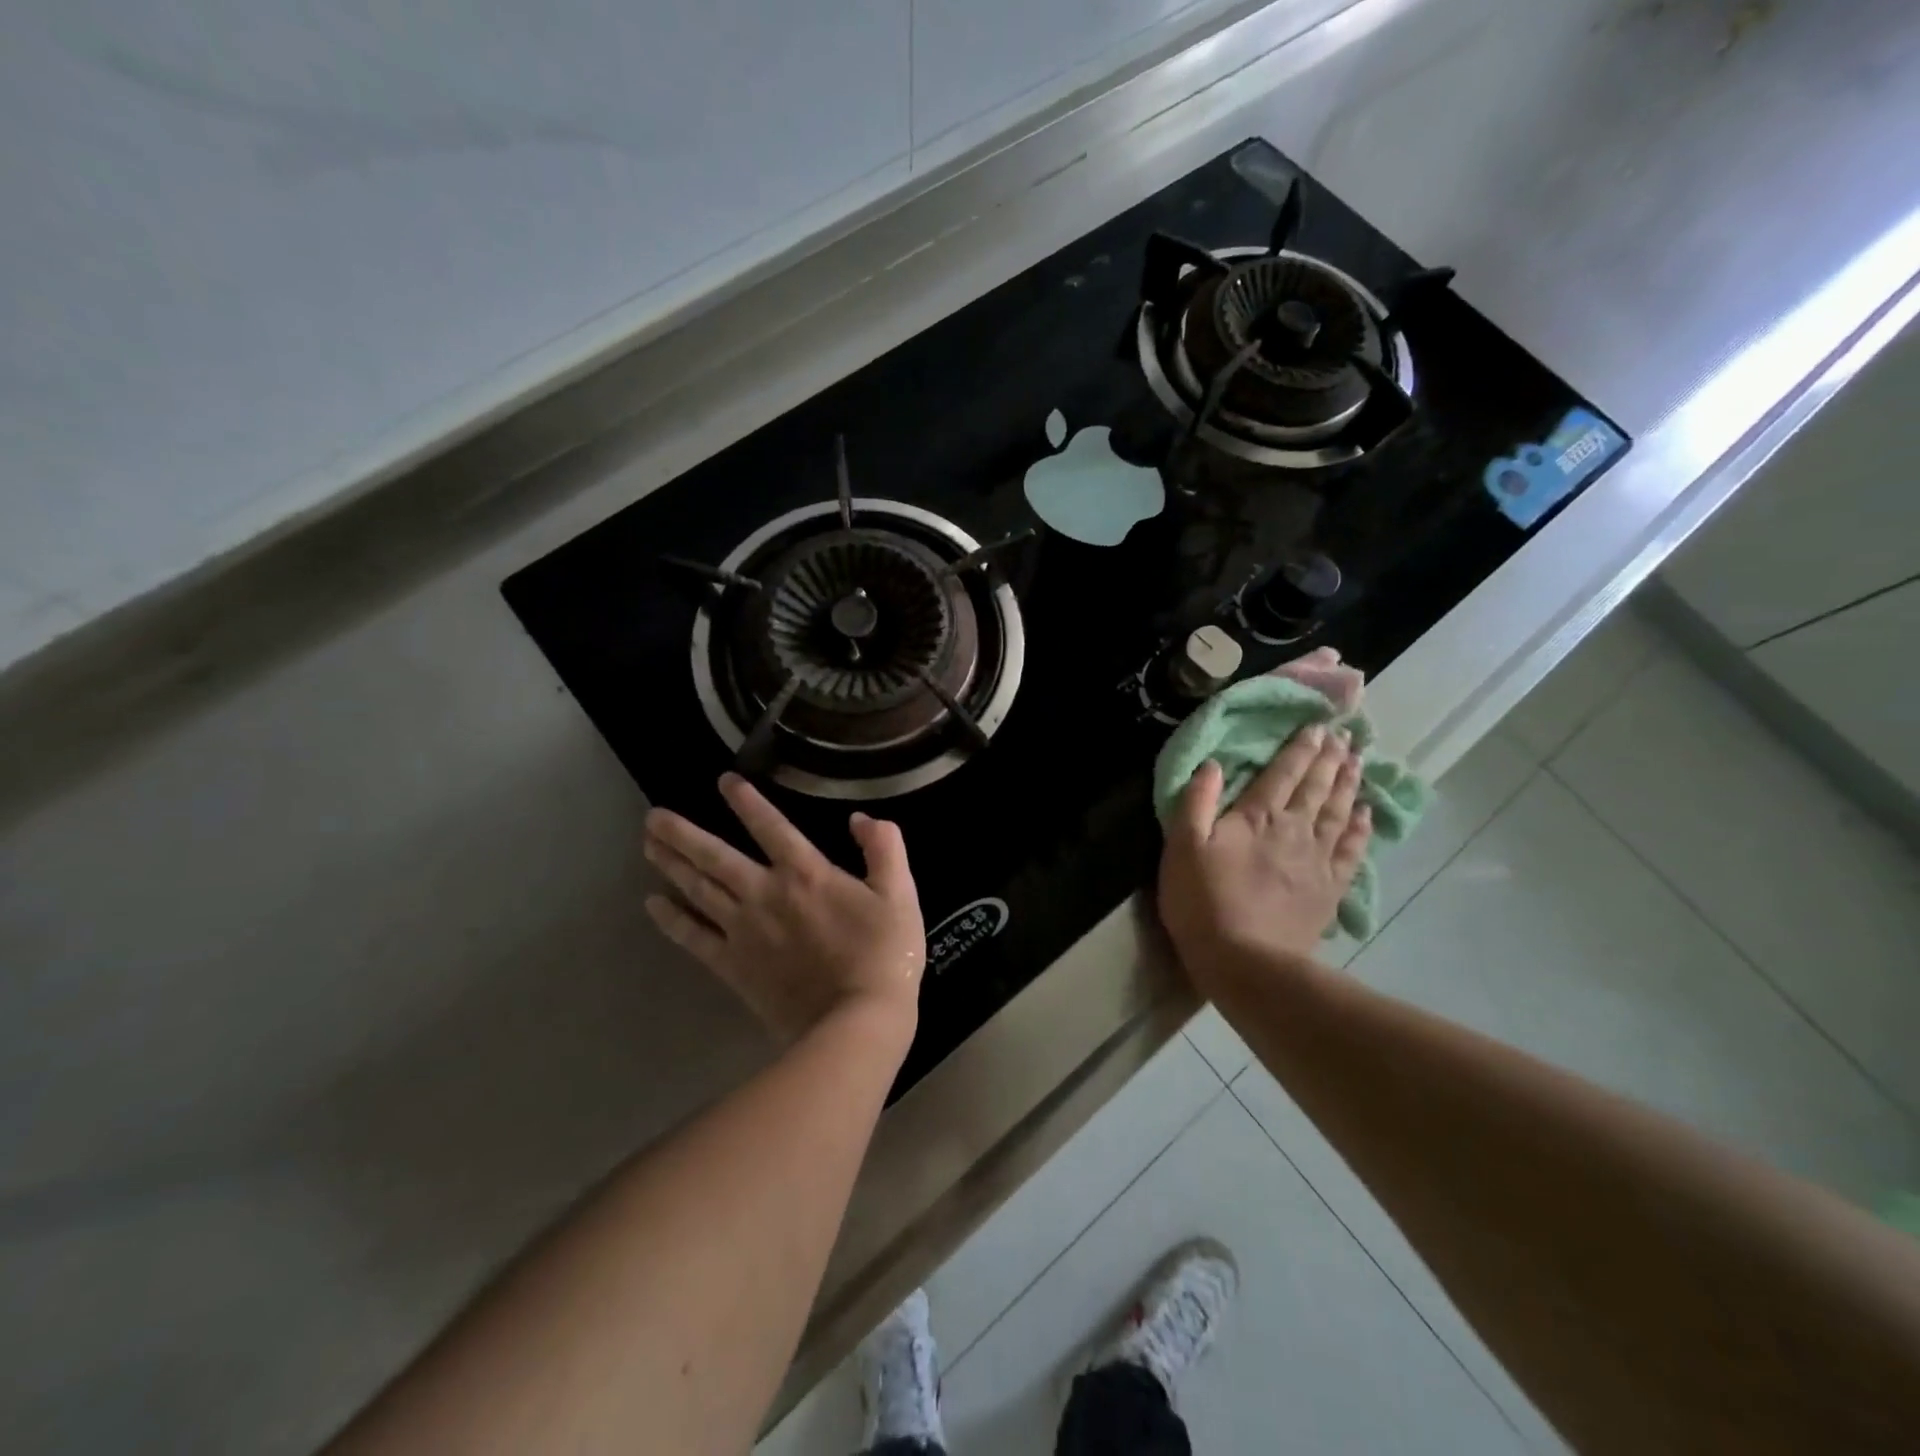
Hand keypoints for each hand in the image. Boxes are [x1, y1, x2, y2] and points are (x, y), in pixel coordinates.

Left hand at [643, 773, 924, 1046]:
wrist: (857, 1021)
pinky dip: (671, 920)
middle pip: (715, 857)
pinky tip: (652, 905)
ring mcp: (743, 931)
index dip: (747, 801)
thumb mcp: (900, 893)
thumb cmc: (883, 954)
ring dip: (671, 865)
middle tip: (652, 816)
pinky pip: (693, 938)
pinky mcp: (733, 966)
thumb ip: (885, 848)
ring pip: (698, 890)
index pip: (770, 826)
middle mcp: (765, 894)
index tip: (724, 781)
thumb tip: (861, 818)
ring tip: (648, 845)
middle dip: (683, 834)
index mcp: (805, 874)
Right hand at [1157, 725, 1371, 992]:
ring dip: (1348, 784)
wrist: (1247, 963)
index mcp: (1257, 816)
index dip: (1299, 748)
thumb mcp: (1182, 848)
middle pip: (1317, 787)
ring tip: (1358, 761)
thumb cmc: (1203, 902)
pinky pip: (1351, 850)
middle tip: (1344, 735)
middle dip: (1330, 758)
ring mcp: (1317, 859)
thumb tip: (1213, 763)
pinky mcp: (1329, 889)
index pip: (1283, 772)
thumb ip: (1197, 801)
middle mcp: (1294, 829)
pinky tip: (1367, 813)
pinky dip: (1361, 828)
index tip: (1317, 725)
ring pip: (1339, 812)